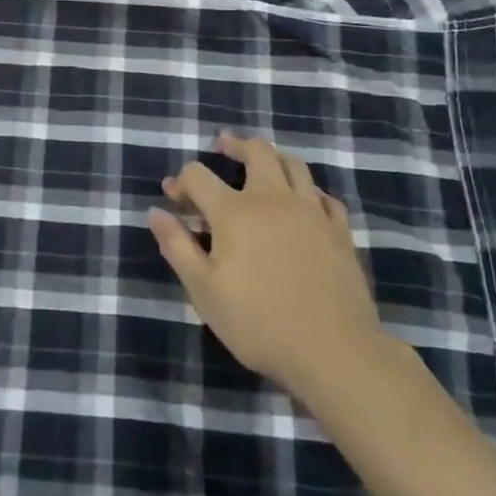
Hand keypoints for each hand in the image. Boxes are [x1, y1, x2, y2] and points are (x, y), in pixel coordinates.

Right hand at [149, 133, 385, 405]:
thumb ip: (177, 246)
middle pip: (256, 151)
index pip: (198, 175)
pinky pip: (324, 196)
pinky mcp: (339, 231)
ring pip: (294, 164)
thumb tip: (156, 212)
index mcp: (234, 212)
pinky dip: (308, 191)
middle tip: (223, 146)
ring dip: (273, 157)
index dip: (181, 181)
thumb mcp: (204, 290)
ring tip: (263, 163)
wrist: (333, 351)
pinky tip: (303, 202)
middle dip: (235, 145)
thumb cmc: (258, 323)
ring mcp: (311, 212)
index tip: (174, 198)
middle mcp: (273, 199)